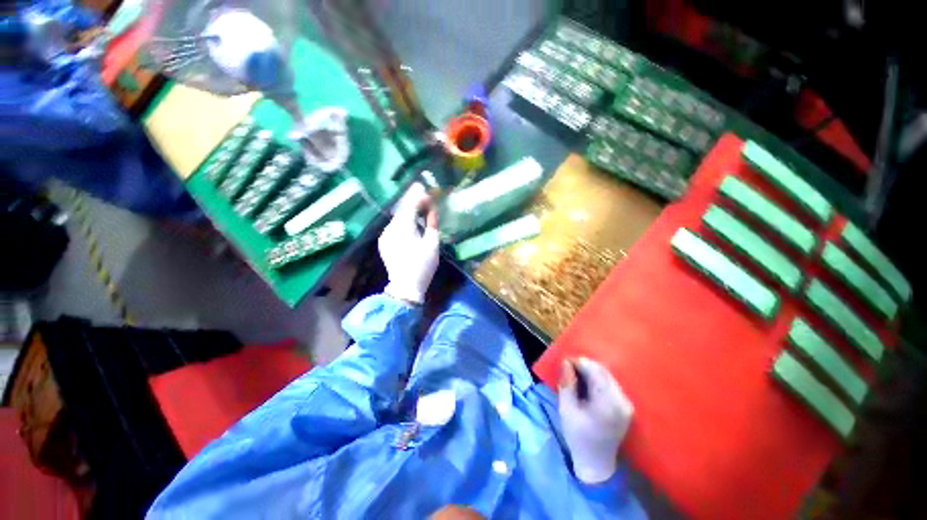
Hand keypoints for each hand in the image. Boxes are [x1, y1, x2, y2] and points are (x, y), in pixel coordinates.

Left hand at [379, 183, 439, 304]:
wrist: (405, 287)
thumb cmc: (423, 265)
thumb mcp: (432, 244)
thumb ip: (432, 223)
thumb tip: (432, 209)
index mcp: (403, 227)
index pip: (409, 205)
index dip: (417, 196)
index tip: (424, 188)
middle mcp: (390, 228)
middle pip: (402, 210)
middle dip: (412, 202)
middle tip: (424, 197)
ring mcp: (385, 236)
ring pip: (397, 218)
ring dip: (408, 212)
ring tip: (419, 210)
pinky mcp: (384, 242)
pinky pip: (394, 227)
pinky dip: (403, 222)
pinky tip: (411, 224)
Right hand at [558, 357, 633, 483]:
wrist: (596, 464)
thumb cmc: (578, 437)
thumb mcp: (566, 409)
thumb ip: (567, 384)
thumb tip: (566, 362)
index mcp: (608, 403)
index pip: (595, 371)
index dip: (579, 362)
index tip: (565, 362)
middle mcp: (622, 401)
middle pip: (603, 372)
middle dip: (585, 366)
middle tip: (568, 369)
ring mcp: (626, 404)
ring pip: (607, 376)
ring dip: (591, 372)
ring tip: (575, 376)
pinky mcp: (626, 406)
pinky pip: (610, 384)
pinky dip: (597, 380)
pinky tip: (586, 385)